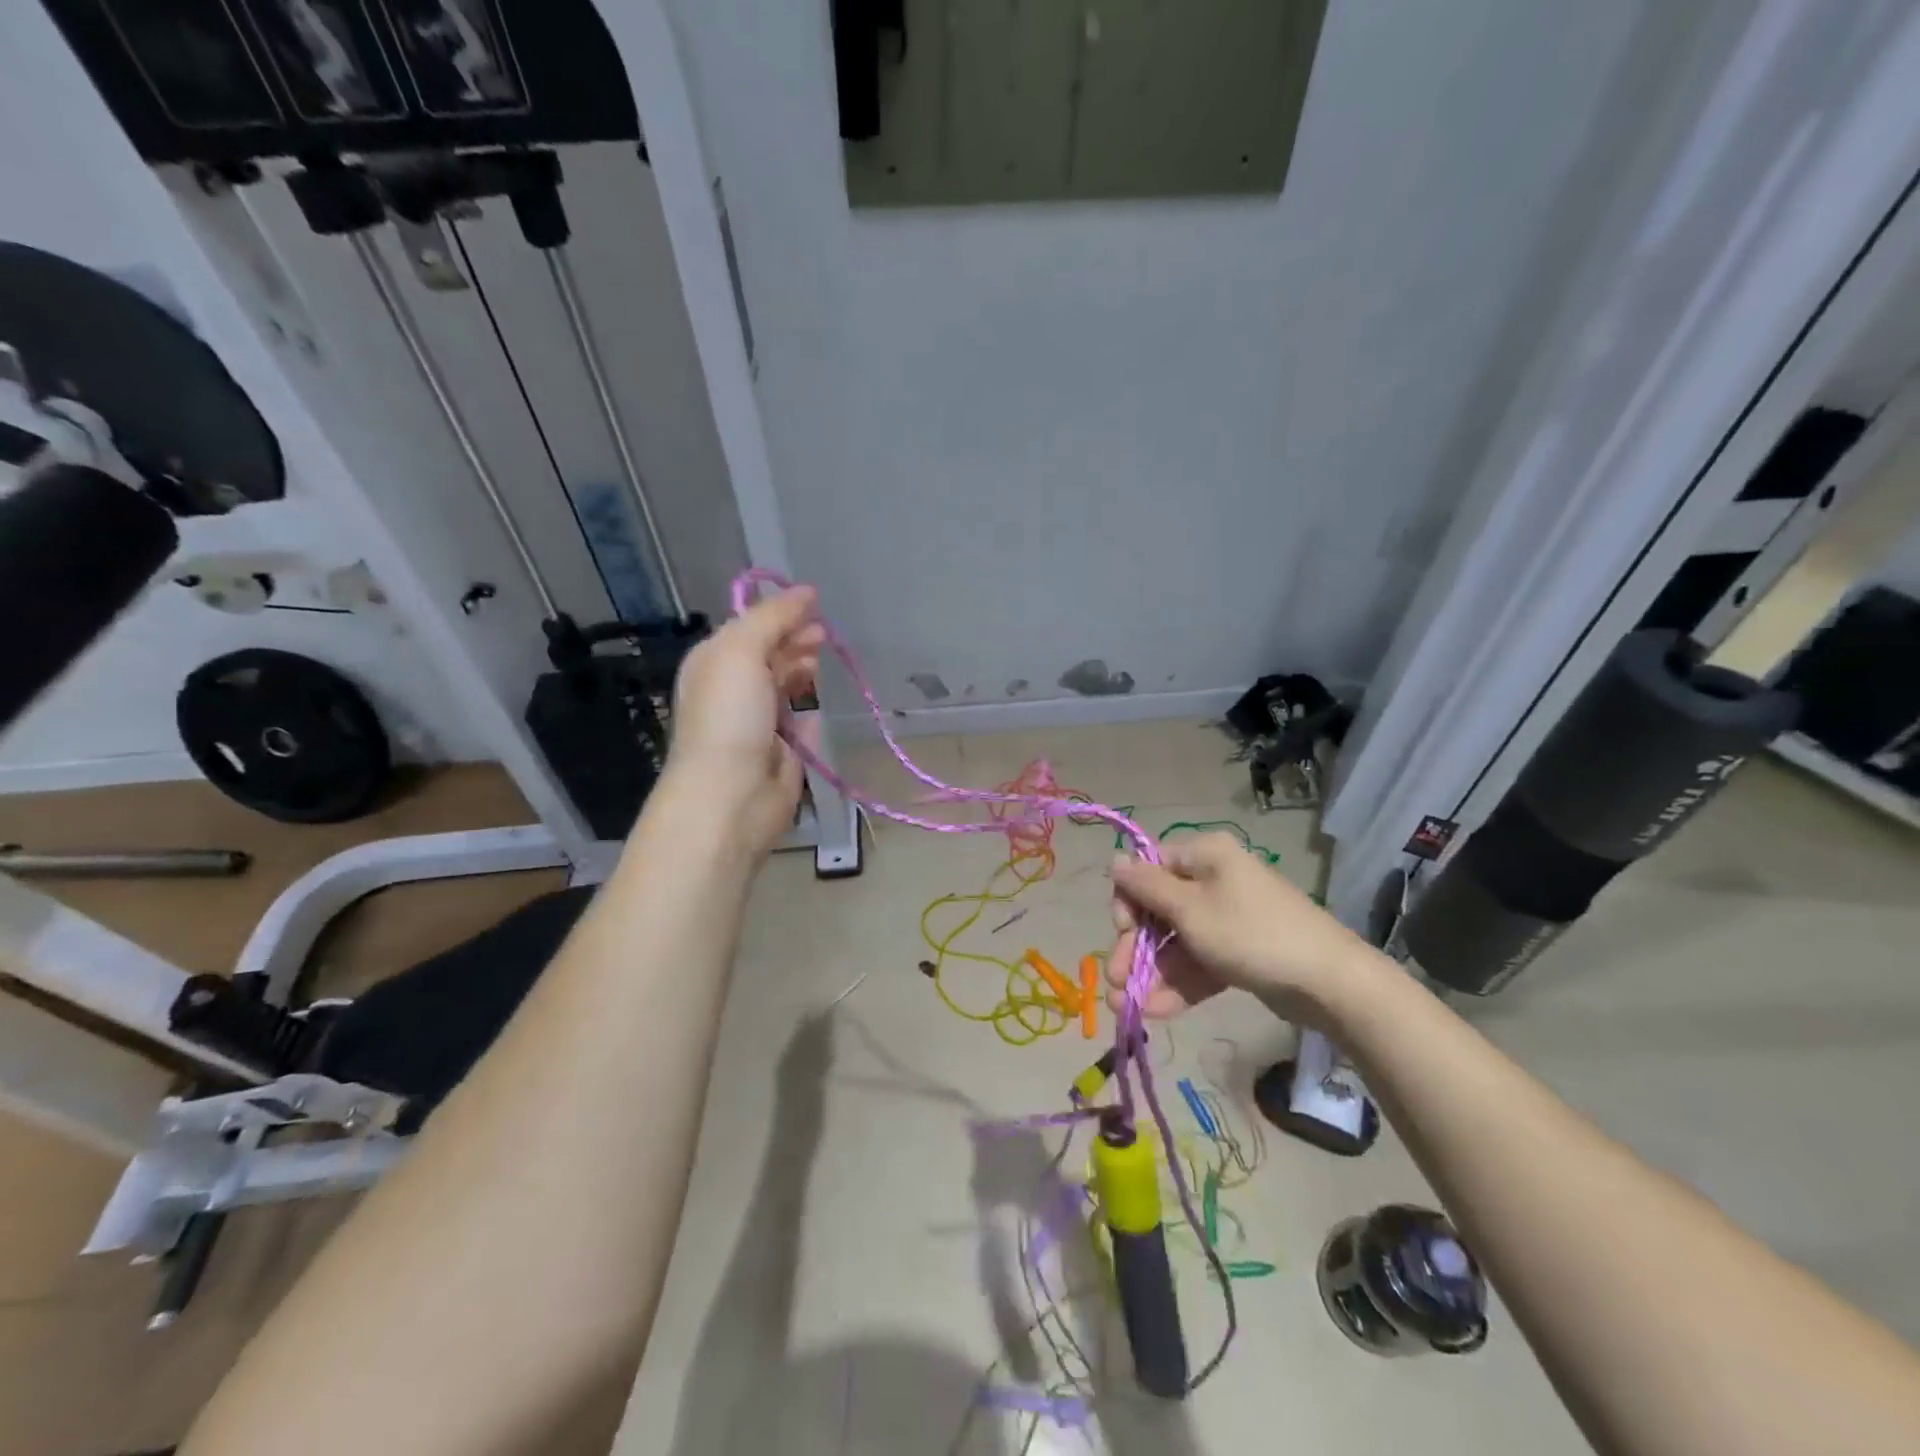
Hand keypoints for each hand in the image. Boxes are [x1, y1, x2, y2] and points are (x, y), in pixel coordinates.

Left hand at [665, 586, 825, 854]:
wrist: (733, 794)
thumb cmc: (730, 716)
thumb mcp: (742, 651)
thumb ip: (773, 618)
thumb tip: (806, 591)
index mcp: (714, 662)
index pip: (749, 627)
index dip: (780, 614)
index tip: (814, 604)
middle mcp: (734, 690)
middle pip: (769, 654)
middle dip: (795, 640)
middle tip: (823, 634)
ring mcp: (759, 723)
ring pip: (785, 686)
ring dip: (802, 670)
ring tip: (821, 662)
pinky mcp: (784, 752)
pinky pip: (800, 722)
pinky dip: (809, 709)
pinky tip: (817, 699)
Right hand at [1104, 833, 1376, 1025]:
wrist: (1329, 982)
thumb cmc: (1250, 934)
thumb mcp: (1190, 910)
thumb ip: (1146, 887)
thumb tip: (1113, 860)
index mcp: (1203, 857)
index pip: (1149, 870)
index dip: (1129, 901)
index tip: (1121, 933)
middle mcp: (1214, 880)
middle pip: (1159, 910)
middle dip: (1135, 948)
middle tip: (1115, 982)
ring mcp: (1227, 918)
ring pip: (1176, 942)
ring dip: (1151, 974)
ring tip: (1127, 1009)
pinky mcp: (1238, 952)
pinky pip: (1199, 962)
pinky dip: (1178, 984)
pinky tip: (1156, 1012)